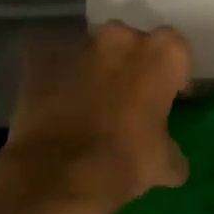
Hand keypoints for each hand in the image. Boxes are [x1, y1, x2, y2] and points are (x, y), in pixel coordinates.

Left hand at [0, 22, 191, 213]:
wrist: (59, 175)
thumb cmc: (127, 161)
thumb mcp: (166, 163)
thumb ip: (171, 147)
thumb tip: (170, 158)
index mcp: (163, 53)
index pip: (175, 49)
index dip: (171, 73)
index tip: (166, 96)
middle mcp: (122, 38)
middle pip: (131, 43)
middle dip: (130, 64)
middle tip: (128, 98)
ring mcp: (77, 45)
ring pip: (91, 50)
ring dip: (93, 68)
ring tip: (89, 102)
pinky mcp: (37, 58)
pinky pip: (51, 60)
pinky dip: (54, 76)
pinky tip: (56, 102)